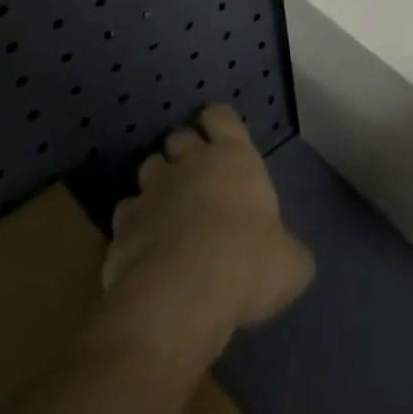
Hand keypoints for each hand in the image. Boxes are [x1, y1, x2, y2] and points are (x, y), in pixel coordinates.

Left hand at [102, 106, 313, 351]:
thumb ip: (288, 251)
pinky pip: (126, 211)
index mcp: (234, 158)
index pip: (222, 116)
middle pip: (179, 136)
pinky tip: (143, 244)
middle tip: (194, 176)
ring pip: (148, 166)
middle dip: (183, 150)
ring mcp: (152, 190)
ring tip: (166, 207)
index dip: (219, 123)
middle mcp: (190, 162)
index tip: (220, 137)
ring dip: (157, 181)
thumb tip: (289, 258)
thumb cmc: (246, 264)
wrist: (180, 297)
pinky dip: (133, 222)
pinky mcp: (122, 225)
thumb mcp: (290, 264)